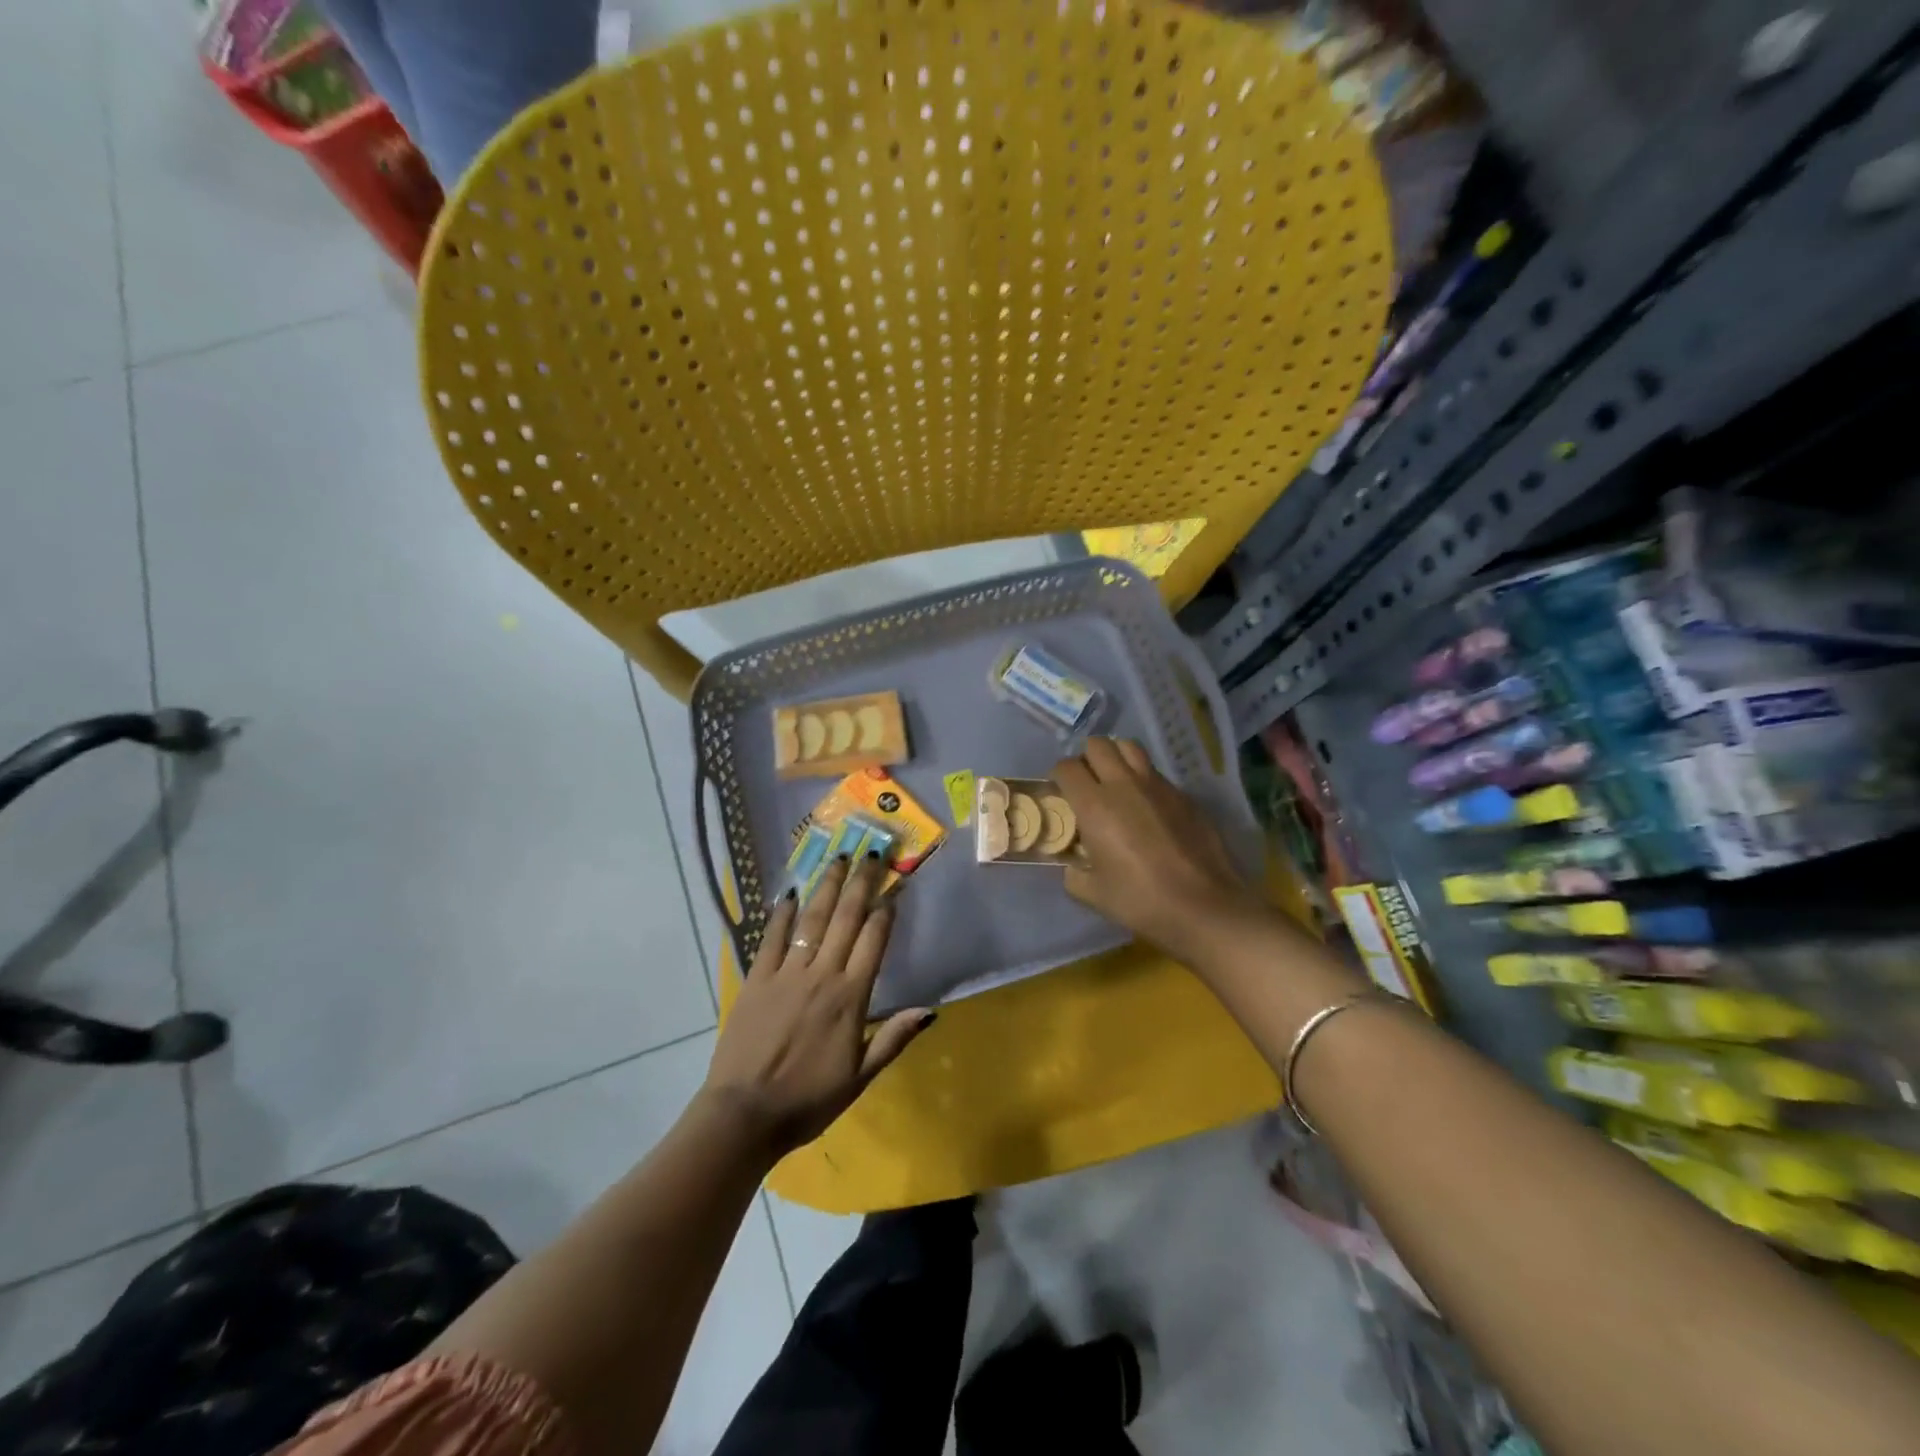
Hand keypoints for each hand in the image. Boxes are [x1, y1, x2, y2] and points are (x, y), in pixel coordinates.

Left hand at [703, 854, 934, 1157]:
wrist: (744, 1115)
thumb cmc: (808, 1101)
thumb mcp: (860, 1078)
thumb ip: (893, 1038)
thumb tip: (930, 1010)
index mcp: (850, 998)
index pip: (874, 941)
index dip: (885, 910)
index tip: (894, 885)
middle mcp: (821, 975)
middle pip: (846, 919)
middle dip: (860, 882)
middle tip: (871, 852)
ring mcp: (786, 973)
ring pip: (813, 920)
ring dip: (827, 886)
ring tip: (838, 857)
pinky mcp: (757, 978)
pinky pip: (772, 937)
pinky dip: (782, 913)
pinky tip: (791, 891)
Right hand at [1053, 737, 1270, 967]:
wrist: (1204, 906)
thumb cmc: (1141, 900)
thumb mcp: (1093, 893)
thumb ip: (1074, 873)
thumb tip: (1072, 864)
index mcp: (1095, 805)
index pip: (1066, 767)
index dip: (1059, 777)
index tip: (1062, 795)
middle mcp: (1124, 784)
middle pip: (1097, 745)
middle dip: (1087, 759)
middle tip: (1088, 784)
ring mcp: (1157, 785)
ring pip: (1129, 747)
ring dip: (1117, 758)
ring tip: (1116, 783)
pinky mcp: (1183, 794)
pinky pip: (1155, 772)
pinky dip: (1144, 779)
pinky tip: (1149, 807)